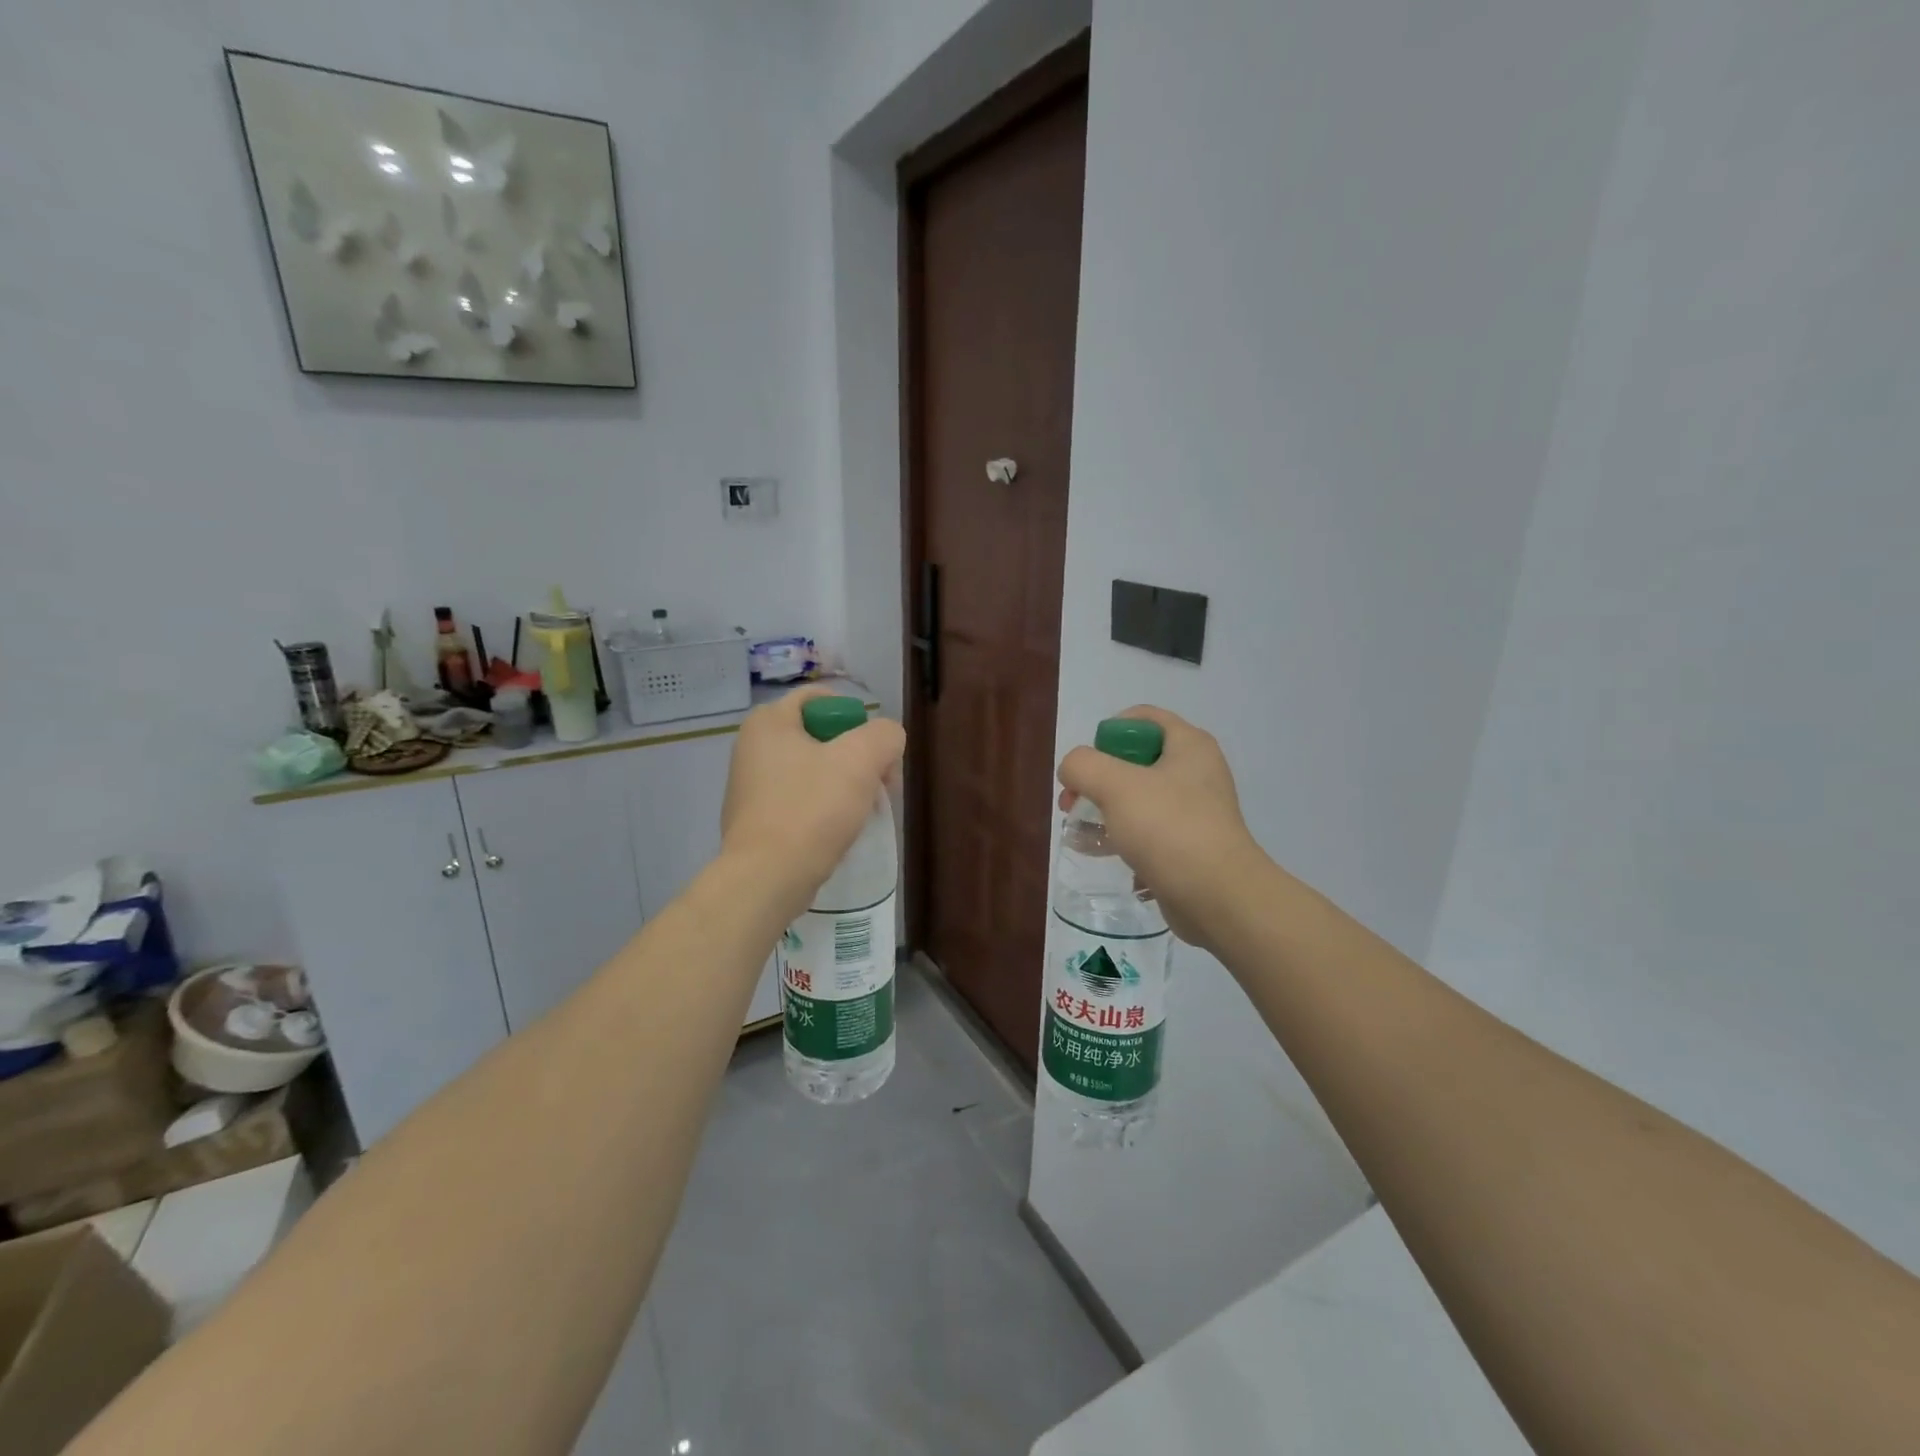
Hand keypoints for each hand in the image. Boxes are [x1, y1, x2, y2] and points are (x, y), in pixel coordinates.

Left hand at [721, 686, 905, 920]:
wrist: (768, 878)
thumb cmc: (812, 809)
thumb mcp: (861, 760)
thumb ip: (884, 735)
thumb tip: (887, 740)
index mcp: (769, 722)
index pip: (821, 699)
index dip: (857, 717)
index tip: (876, 749)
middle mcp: (752, 747)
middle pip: (822, 736)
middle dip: (858, 756)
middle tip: (881, 784)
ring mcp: (751, 785)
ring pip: (814, 770)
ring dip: (845, 784)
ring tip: (863, 811)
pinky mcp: (756, 819)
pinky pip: (801, 800)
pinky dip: (824, 808)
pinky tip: (839, 830)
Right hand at [1057, 706, 1266, 951]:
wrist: (1219, 898)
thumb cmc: (1169, 829)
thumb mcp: (1116, 786)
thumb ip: (1083, 766)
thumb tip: (1073, 770)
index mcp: (1189, 745)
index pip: (1142, 718)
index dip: (1108, 733)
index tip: (1088, 765)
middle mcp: (1195, 772)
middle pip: (1134, 760)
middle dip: (1096, 779)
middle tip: (1072, 802)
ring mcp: (1194, 811)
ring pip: (1137, 798)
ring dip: (1103, 811)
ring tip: (1078, 833)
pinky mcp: (1189, 845)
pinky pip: (1147, 831)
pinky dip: (1121, 838)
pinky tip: (1099, 854)